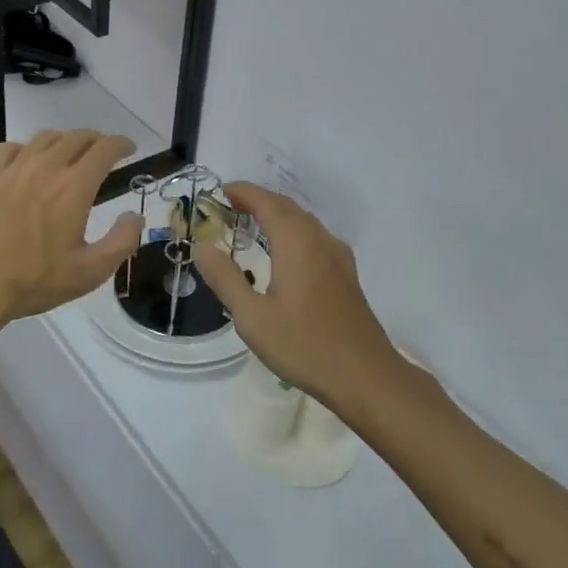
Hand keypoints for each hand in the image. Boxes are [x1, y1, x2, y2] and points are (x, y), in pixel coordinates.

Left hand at [0, 130, 144, 329]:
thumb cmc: (36, 280)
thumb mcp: (91, 271)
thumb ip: (121, 241)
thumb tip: (134, 216)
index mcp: (74, 187)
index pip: (104, 149)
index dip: (121, 144)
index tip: (130, 148)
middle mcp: (46, 167)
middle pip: (77, 137)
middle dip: (96, 140)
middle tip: (104, 154)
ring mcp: (14, 169)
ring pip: (45, 137)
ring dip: (64, 141)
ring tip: (69, 154)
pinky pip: (10, 147)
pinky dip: (26, 148)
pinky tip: (27, 162)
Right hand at [193, 183, 401, 408]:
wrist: (366, 377)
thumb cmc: (304, 345)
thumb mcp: (252, 317)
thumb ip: (225, 278)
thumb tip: (201, 247)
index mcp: (297, 242)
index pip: (266, 202)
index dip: (243, 192)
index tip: (219, 191)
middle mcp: (320, 240)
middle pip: (287, 207)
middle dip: (258, 201)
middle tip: (229, 208)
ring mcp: (338, 257)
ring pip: (304, 222)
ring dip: (277, 215)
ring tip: (251, 226)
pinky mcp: (347, 275)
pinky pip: (315, 238)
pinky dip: (293, 232)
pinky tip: (285, 254)